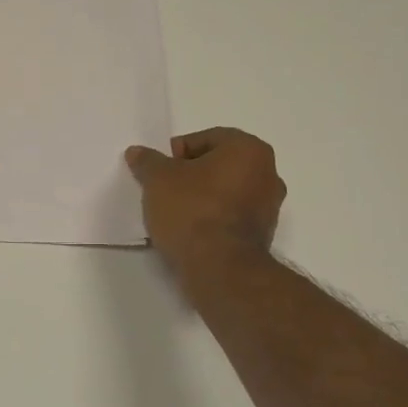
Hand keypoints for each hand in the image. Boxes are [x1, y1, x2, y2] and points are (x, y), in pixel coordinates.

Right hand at [124, 127, 284, 276]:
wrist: (219, 268)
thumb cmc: (192, 210)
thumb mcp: (158, 179)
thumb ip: (148, 161)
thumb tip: (137, 152)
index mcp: (249, 149)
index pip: (207, 138)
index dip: (177, 152)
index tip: (160, 171)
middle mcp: (268, 173)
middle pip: (220, 165)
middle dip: (192, 174)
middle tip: (165, 190)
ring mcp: (270, 206)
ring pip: (227, 191)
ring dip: (203, 197)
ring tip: (175, 213)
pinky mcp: (264, 235)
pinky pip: (232, 216)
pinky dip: (213, 218)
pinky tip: (191, 231)